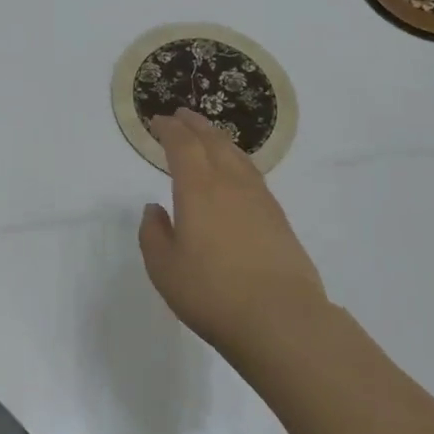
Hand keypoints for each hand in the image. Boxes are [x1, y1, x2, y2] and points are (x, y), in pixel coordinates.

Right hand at [138, 108, 328, 351]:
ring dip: (218, 139)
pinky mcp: (278, 217)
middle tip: (181, 115)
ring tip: (207, 135)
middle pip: (212, 141)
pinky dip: (237, 160)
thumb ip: (153, 234)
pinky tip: (235, 172)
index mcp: (198, 189)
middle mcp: (230, 184)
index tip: (158, 121)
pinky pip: (252, 174)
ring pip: (237, 155)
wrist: (280, 318)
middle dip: (194, 125)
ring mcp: (259, 199)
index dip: (169, 129)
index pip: (182, 145)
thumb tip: (155, 208)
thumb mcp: (164, 268)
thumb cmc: (212, 292)